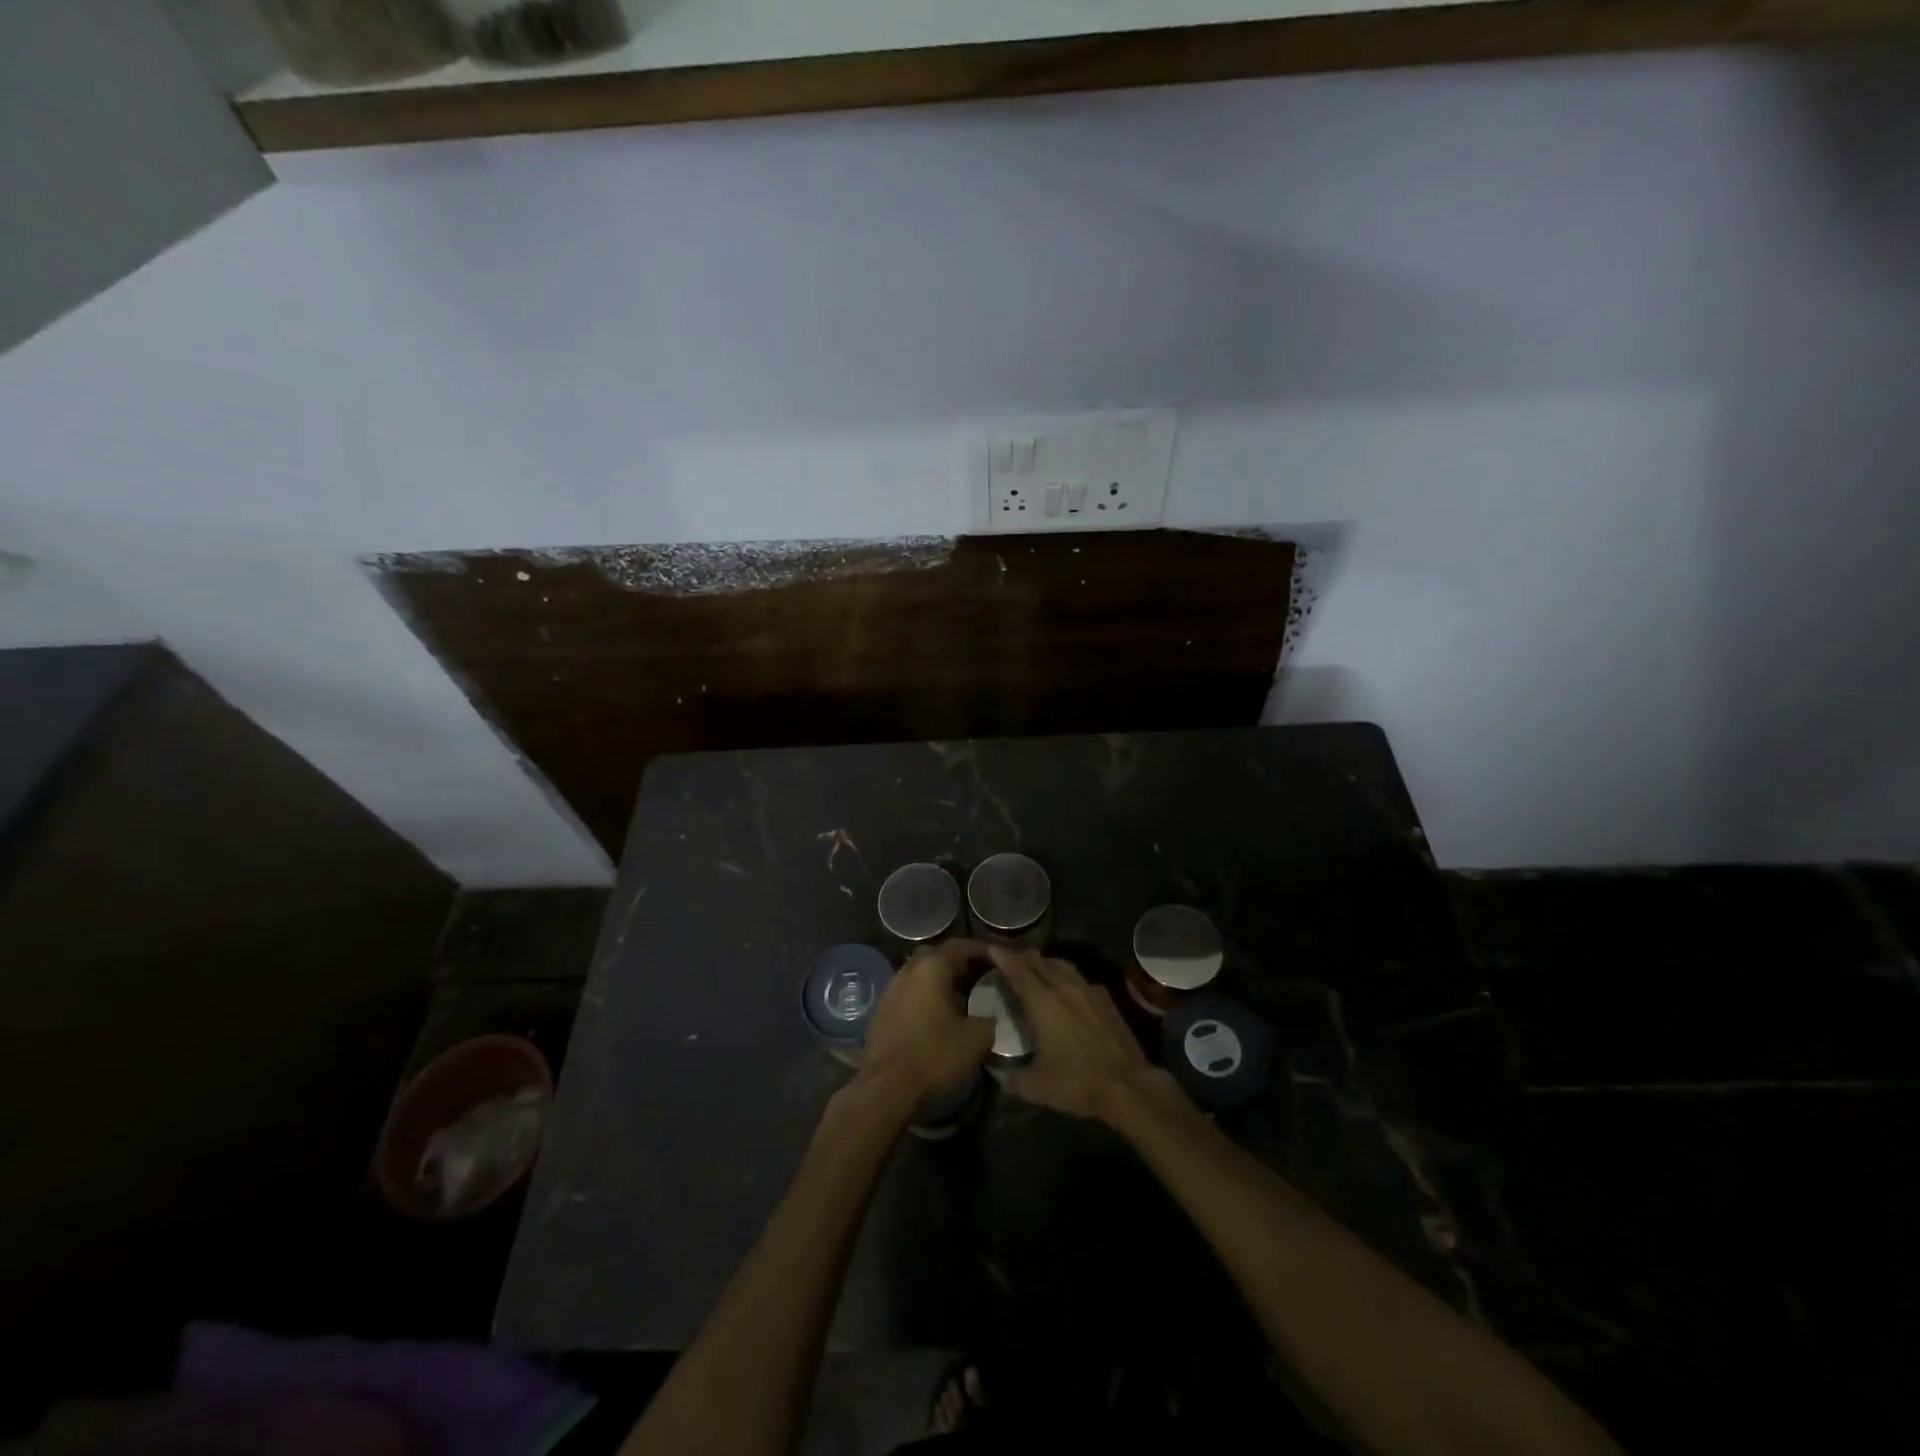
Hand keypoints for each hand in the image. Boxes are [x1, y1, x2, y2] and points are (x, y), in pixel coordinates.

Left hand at [857, 939, 996, 1104]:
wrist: (885, 1088)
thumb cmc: (934, 1055)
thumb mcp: (976, 1038)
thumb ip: (989, 1019)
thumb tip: (989, 1016)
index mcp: (931, 967)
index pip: (961, 946)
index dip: (983, 950)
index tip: (1001, 958)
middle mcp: (908, 970)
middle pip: (938, 956)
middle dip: (960, 963)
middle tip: (981, 976)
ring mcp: (891, 990)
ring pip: (921, 975)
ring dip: (941, 981)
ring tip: (963, 998)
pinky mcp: (881, 1011)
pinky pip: (910, 993)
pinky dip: (926, 997)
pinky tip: (938, 1016)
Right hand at [987, 946, 1166, 1124]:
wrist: (1127, 1086)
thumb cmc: (1076, 1083)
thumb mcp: (1036, 1087)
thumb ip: (1012, 1078)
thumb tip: (1000, 1074)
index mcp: (1042, 1002)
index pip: (1017, 970)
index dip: (1002, 956)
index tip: (990, 947)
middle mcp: (1063, 987)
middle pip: (1038, 962)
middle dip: (1021, 956)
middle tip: (1008, 956)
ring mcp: (1088, 990)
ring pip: (1061, 965)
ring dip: (1045, 962)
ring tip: (1036, 966)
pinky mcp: (1105, 999)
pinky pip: (1079, 978)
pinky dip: (1066, 976)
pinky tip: (1067, 987)